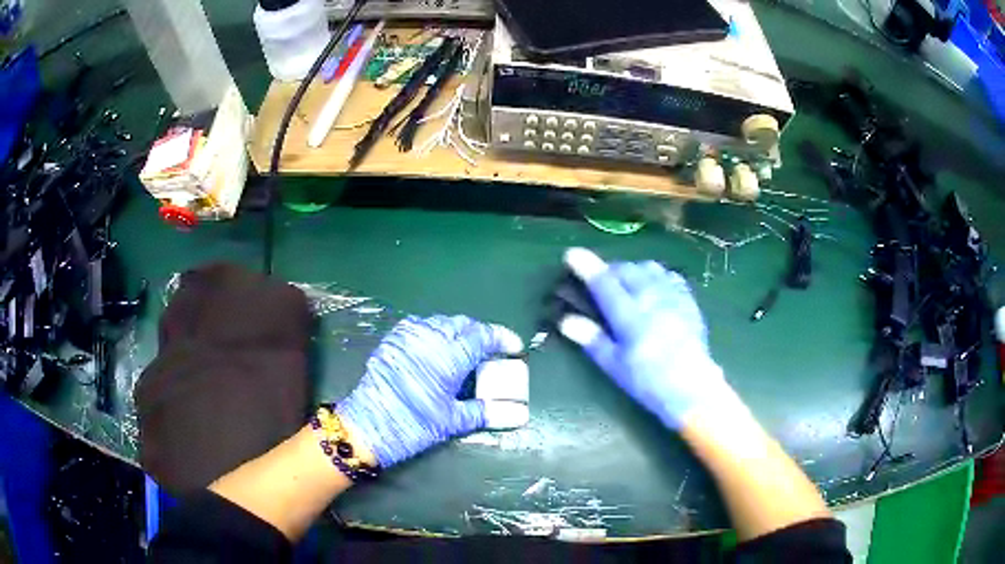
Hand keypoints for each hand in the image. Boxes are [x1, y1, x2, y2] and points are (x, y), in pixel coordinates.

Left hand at [336, 315, 523, 467]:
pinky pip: (419, 326)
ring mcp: (408, 337)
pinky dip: (433, 331)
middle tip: (490, 351)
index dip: (502, 338)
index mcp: (448, 356)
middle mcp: (430, 338)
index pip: (482, 335)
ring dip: (457, 330)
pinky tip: (435, 348)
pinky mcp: (392, 341)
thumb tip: (519, 414)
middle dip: (480, 333)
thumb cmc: (413, 425)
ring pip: (440, 322)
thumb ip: (486, 412)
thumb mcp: (452, 421)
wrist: (367, 426)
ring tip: (464, 349)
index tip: (515, 347)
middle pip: (462, 324)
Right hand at [558, 248, 734, 428]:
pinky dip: (656, 276)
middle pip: (626, 270)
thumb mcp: (614, 365)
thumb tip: (565, 320)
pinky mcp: (688, 301)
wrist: (691, 387)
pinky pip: (670, 276)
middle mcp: (651, 298)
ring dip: (633, 270)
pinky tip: (654, 288)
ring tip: (627, 283)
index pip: (604, 282)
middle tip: (600, 282)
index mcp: (630, 315)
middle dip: (610, 270)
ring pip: (649, 268)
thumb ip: (591, 339)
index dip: (587, 266)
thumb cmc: (647, 380)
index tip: (572, 254)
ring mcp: (673, 297)